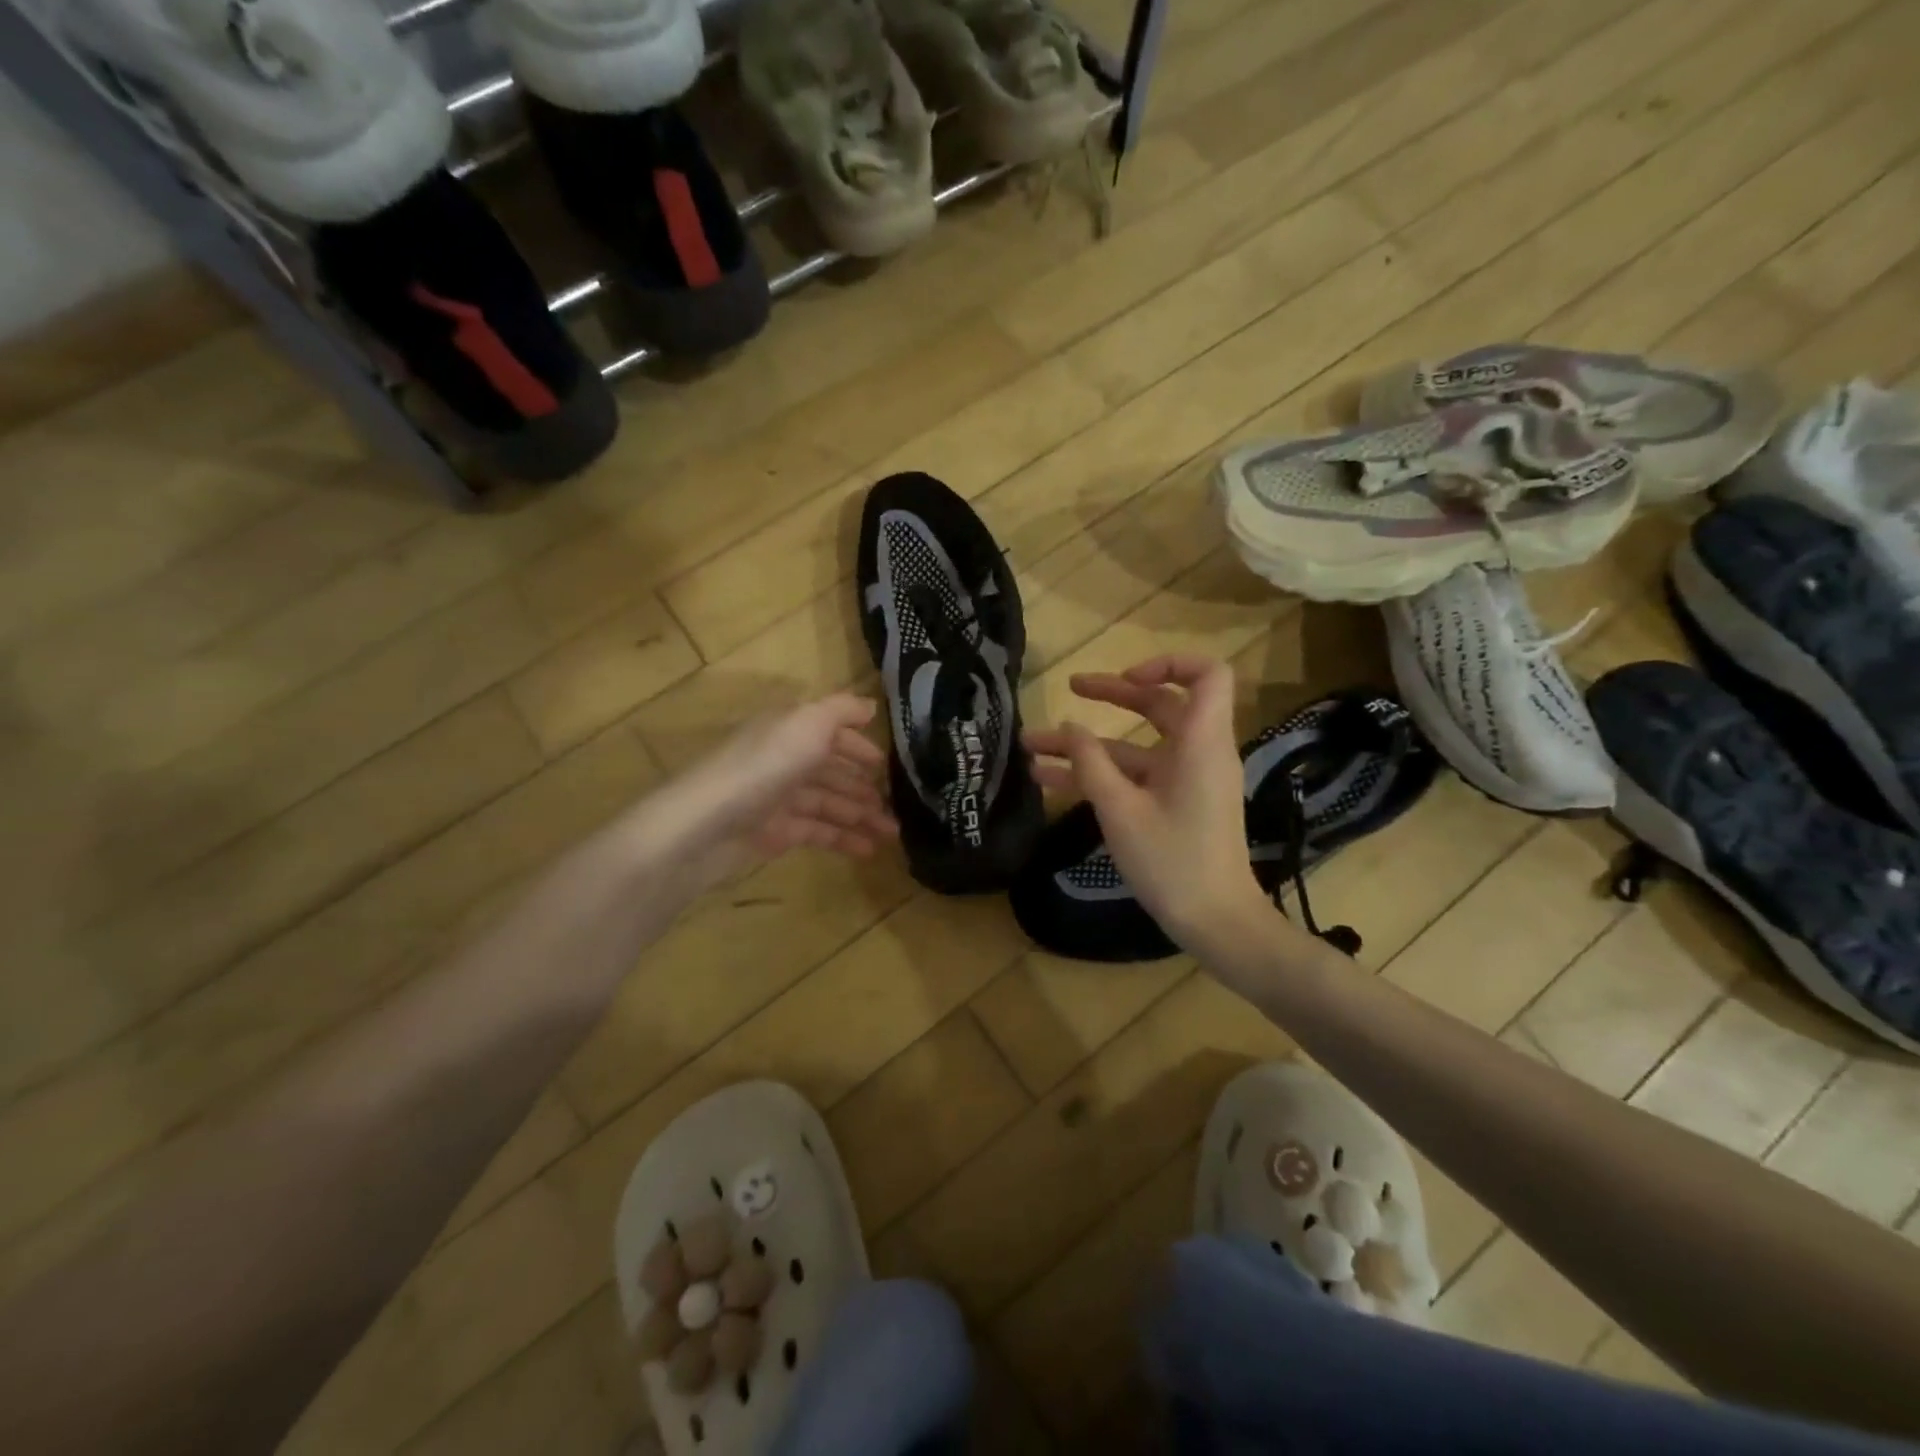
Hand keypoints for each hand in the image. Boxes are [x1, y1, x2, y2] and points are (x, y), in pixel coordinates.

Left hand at [633, 694, 897, 893]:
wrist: (706, 825)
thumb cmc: (763, 766)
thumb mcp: (808, 723)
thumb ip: (841, 711)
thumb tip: (870, 707)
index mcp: (789, 730)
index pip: (830, 733)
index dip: (858, 746)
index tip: (886, 764)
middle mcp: (784, 759)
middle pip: (831, 771)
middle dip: (864, 787)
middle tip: (896, 807)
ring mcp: (778, 798)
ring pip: (828, 804)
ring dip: (861, 816)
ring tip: (891, 834)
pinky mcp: (774, 833)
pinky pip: (817, 832)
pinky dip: (843, 839)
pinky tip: (868, 850)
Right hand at [1023, 655, 1271, 954]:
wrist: (1216, 923)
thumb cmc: (1172, 862)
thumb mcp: (1120, 810)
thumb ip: (1091, 763)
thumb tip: (1069, 726)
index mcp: (1200, 743)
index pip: (1207, 675)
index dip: (1168, 664)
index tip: (1126, 678)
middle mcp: (1198, 752)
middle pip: (1160, 705)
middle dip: (1111, 695)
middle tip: (1070, 687)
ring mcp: (1186, 779)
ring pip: (1136, 745)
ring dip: (1089, 744)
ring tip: (1033, 745)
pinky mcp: (1176, 804)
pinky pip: (1136, 776)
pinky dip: (1101, 774)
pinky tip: (1051, 780)